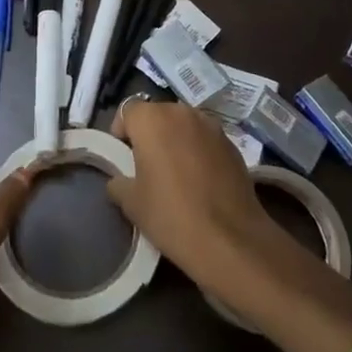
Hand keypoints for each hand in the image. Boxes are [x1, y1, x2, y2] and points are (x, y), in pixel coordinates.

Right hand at [105, 98, 272, 287]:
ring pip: (183, 125)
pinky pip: (205, 140)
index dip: (122, 132)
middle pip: (157, 114)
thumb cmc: (171, 215)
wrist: (230, 240)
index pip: (127, 111)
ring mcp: (211, 126)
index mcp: (152, 119)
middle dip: (149, 134)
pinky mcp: (232, 144)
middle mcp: (182, 112)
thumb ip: (119, 183)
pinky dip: (197, 151)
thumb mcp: (131, 203)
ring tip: (175, 173)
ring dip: (175, 140)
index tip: (123, 159)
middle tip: (146, 166)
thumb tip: (120, 180)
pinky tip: (200, 181)